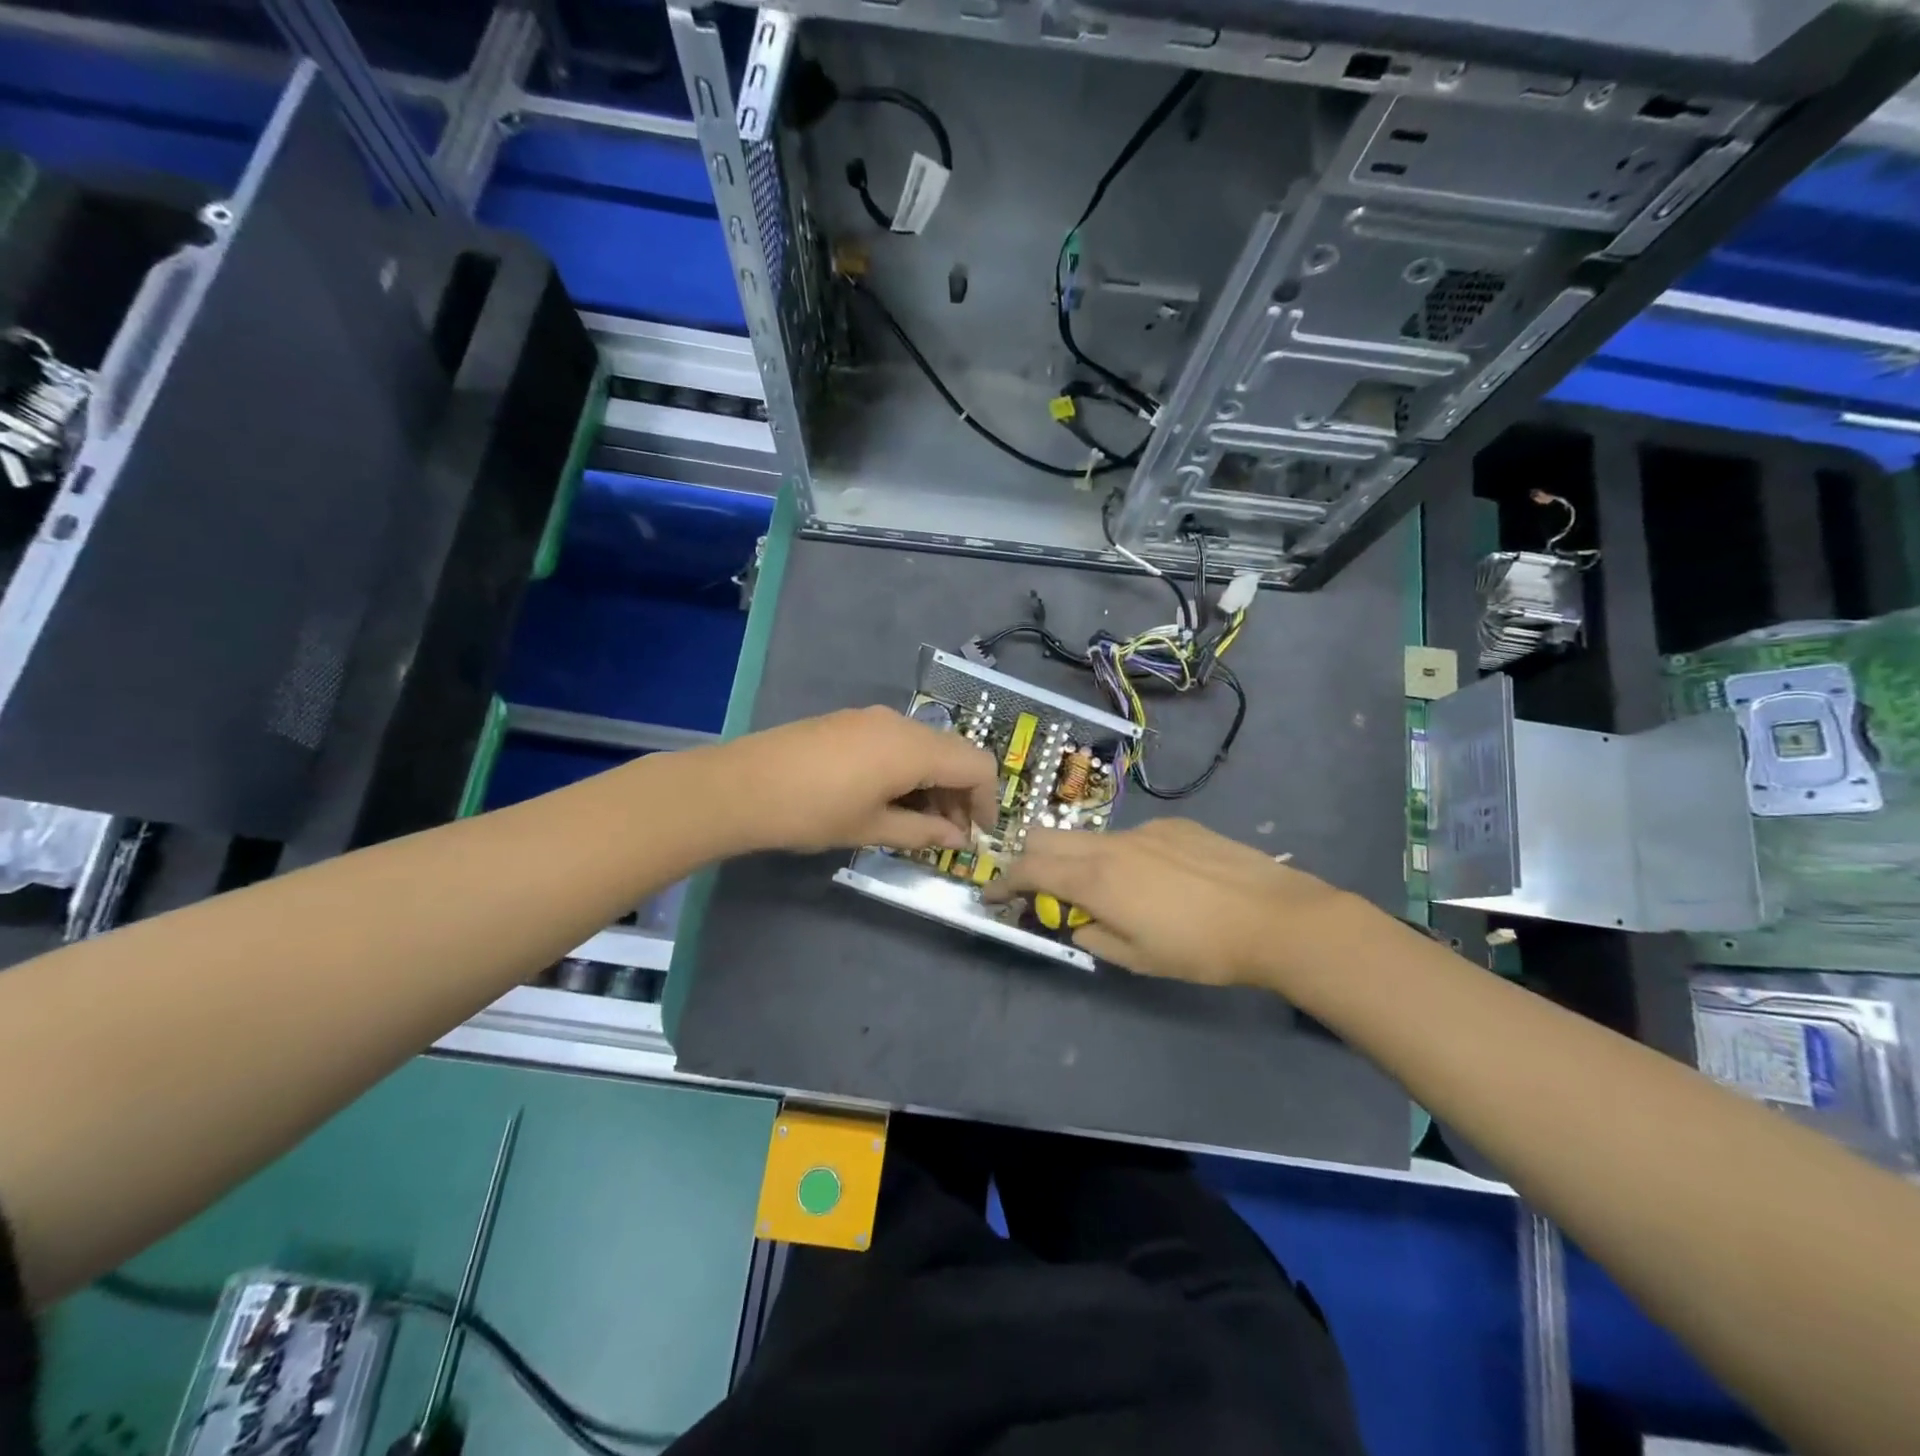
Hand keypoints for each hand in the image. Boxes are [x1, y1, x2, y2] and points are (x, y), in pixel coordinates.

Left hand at [710, 706, 1000, 854]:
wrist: (741, 786)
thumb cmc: (812, 812)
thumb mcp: (872, 828)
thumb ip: (923, 831)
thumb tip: (957, 837)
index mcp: (913, 748)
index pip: (976, 765)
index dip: (987, 800)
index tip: (979, 833)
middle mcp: (901, 723)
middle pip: (954, 752)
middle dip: (961, 792)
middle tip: (949, 833)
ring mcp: (873, 718)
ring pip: (926, 746)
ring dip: (934, 781)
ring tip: (918, 821)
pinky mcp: (851, 721)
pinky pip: (898, 741)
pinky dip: (909, 768)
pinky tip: (889, 797)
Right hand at [988, 818, 1373, 987]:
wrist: (1275, 917)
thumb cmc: (1200, 949)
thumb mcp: (1138, 958)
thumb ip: (1093, 936)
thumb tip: (1076, 921)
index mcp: (1095, 878)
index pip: (1028, 868)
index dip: (1002, 882)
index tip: (992, 896)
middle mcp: (1111, 843)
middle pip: (1049, 836)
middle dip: (1031, 859)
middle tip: (1040, 890)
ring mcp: (1144, 829)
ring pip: (1090, 837)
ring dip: (1079, 860)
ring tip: (1108, 892)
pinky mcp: (1174, 825)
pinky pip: (1130, 836)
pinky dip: (1120, 856)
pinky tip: (1157, 881)